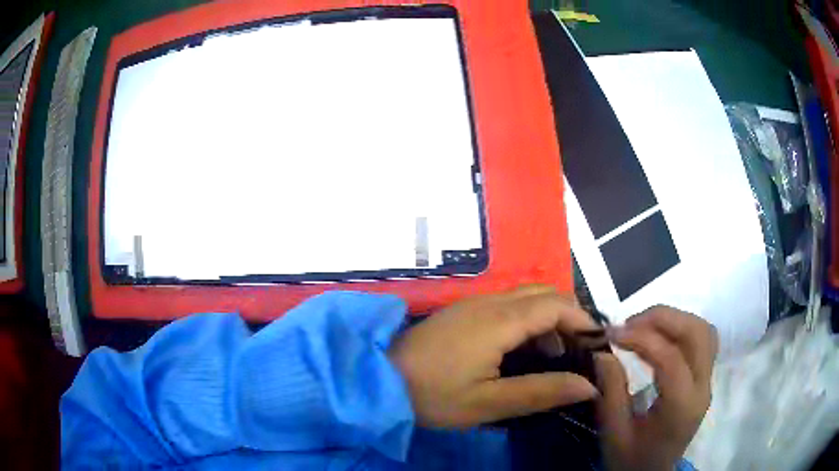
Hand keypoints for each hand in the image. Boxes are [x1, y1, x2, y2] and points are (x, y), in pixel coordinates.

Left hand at [388, 285, 599, 427]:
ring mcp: (473, 303)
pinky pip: (507, 304)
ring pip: (526, 296)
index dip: (583, 321)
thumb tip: (589, 386)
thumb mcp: (489, 403)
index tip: (597, 346)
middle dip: (570, 316)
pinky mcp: (462, 312)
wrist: (378, 380)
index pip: (556, 305)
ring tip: (556, 353)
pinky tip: (524, 349)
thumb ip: (542, 392)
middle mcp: (489, 302)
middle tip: (580, 350)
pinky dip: (528, 319)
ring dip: (549, 317)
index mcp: (499, 320)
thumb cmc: (432, 396)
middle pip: (544, 293)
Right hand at [596, 306, 718, 470]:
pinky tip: (660, 336)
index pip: (671, 358)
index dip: (642, 339)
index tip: (612, 333)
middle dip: (663, 318)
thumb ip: (611, 392)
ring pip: (704, 331)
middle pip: (697, 334)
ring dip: (674, 320)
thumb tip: (602, 351)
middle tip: (629, 323)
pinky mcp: (704, 378)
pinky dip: (682, 328)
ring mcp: (707, 381)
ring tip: (643, 326)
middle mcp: (702, 388)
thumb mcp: (614, 433)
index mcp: (681, 408)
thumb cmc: (631, 460)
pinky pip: (702, 340)